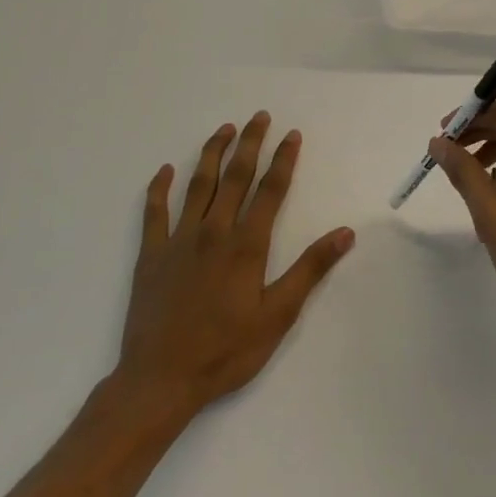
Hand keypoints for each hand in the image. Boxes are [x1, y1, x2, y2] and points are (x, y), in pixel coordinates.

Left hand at [112, 112, 353, 419]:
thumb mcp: (279, 315)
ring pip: (198, 185)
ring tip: (223, 129)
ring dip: (212, 154)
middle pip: (235, 177)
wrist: (160, 380)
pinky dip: (158, 188)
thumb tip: (345, 233)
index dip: (283, 160)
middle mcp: (213, 232)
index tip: (292, 134)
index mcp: (246, 245)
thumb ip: (310, 269)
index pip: (270, 190)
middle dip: (249, 144)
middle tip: (259, 116)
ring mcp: (178, 240)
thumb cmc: (226, 350)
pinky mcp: (151, 255)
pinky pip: (154, 212)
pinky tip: (165, 170)